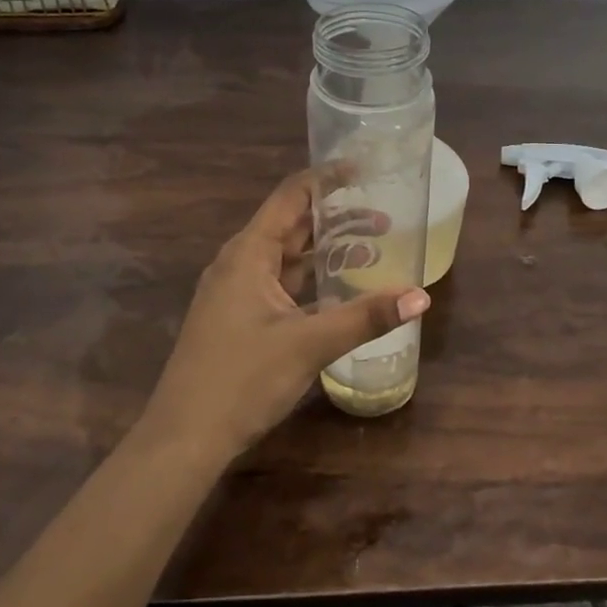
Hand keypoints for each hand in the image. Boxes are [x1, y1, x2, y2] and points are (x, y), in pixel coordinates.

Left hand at [142, 170, 430, 456]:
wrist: (185, 437)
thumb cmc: (242, 379)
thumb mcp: (309, 344)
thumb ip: (366, 317)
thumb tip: (421, 296)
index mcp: (248, 253)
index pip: (291, 196)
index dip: (327, 179)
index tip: (364, 170)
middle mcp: (239, 263)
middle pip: (291, 226)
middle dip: (336, 218)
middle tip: (384, 215)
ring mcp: (235, 292)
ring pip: (287, 258)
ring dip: (325, 251)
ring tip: (372, 248)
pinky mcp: (238, 318)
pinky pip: (280, 285)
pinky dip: (311, 281)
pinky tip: (339, 291)